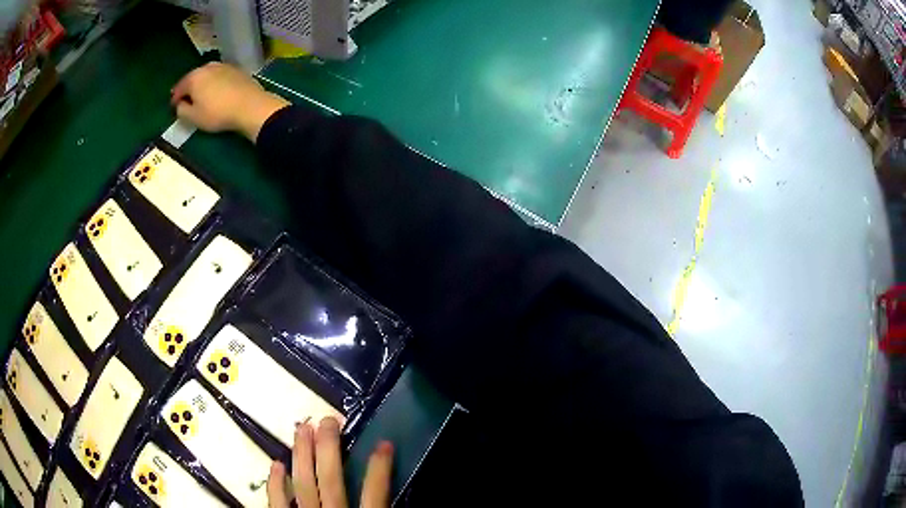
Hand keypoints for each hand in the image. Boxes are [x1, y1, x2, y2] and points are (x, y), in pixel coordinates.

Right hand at [171, 62, 289, 141]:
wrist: (250, 106)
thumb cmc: (217, 113)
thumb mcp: (194, 117)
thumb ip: (182, 110)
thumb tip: (180, 104)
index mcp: (194, 77)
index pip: (179, 87)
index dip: (175, 98)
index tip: (173, 106)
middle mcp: (208, 67)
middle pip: (193, 77)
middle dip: (188, 88)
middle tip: (186, 99)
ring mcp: (224, 66)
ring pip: (207, 75)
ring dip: (202, 84)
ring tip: (201, 95)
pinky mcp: (237, 70)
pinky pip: (220, 76)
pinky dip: (215, 83)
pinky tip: (217, 91)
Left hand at [268, 417, 393, 507]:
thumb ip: (382, 505)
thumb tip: (394, 492)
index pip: (375, 492)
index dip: (380, 467)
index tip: (385, 443)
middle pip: (330, 479)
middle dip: (329, 448)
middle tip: (329, 421)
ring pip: (303, 483)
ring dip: (302, 455)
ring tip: (302, 428)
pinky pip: (278, 501)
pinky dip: (276, 482)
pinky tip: (277, 463)